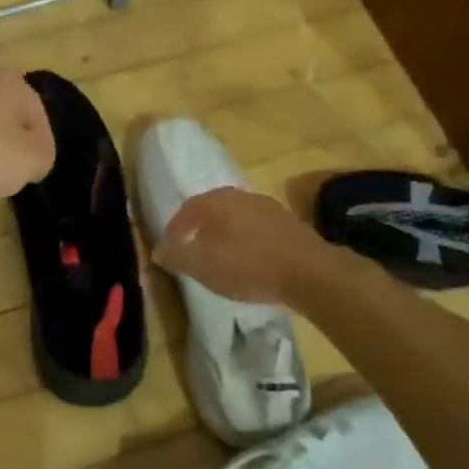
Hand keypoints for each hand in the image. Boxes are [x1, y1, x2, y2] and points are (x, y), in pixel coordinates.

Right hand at [154, 188, 323, 305]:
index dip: (175, 229)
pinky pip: (257, 229)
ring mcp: (267, 207)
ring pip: (236, 218)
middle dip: (200, 229)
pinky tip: (250, 261)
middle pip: (212, 210)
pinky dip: (247, 241)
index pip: (186, 209)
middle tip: (193, 249)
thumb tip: (159, 250)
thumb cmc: (248, 265)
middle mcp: (240, 196)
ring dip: (225, 235)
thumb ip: (177, 256)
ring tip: (221, 257)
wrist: (309, 272)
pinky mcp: (288, 224)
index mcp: (216, 201)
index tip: (170, 249)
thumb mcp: (203, 266)